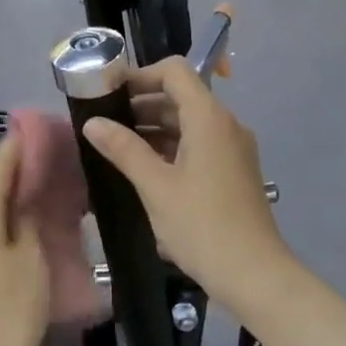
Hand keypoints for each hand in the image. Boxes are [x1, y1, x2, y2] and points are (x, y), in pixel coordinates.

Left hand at [0, 136, 51, 345]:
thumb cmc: (6, 314)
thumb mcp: (31, 261)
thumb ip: (30, 220)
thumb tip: (30, 196)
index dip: (20, 142)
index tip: (45, 125)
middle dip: (24, 170)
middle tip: (61, 158)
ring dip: (20, 198)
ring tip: (56, 188)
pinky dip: (12, 222)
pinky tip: (38, 225)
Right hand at [81, 58, 292, 307]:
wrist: (253, 273)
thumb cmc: (201, 225)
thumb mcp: (156, 186)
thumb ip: (123, 149)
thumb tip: (92, 123)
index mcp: (209, 118)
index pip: (174, 72)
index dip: (139, 75)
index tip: (108, 91)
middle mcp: (226, 125)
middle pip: (182, 96)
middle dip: (142, 103)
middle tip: (104, 120)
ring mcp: (233, 149)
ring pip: (190, 123)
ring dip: (155, 127)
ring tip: (116, 144)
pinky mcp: (234, 172)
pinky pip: (199, 145)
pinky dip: (172, 147)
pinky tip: (144, 167)